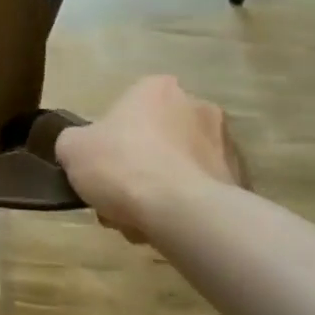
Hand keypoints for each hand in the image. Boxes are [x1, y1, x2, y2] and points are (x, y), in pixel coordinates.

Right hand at [55, 75, 242, 242]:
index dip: (110, 139)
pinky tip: (167, 226)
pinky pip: (202, 190)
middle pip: (156, 138)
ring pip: (179, 167)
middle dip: (138, 166)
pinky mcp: (242, 180)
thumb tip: (84, 147)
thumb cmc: (122, 166)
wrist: (183, 212)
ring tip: (141, 219)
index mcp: (157, 88)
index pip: (128, 108)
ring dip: (161, 188)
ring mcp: (226, 143)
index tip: (103, 165)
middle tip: (118, 196)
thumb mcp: (72, 149)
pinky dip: (185, 205)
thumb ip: (75, 141)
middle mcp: (198, 106)